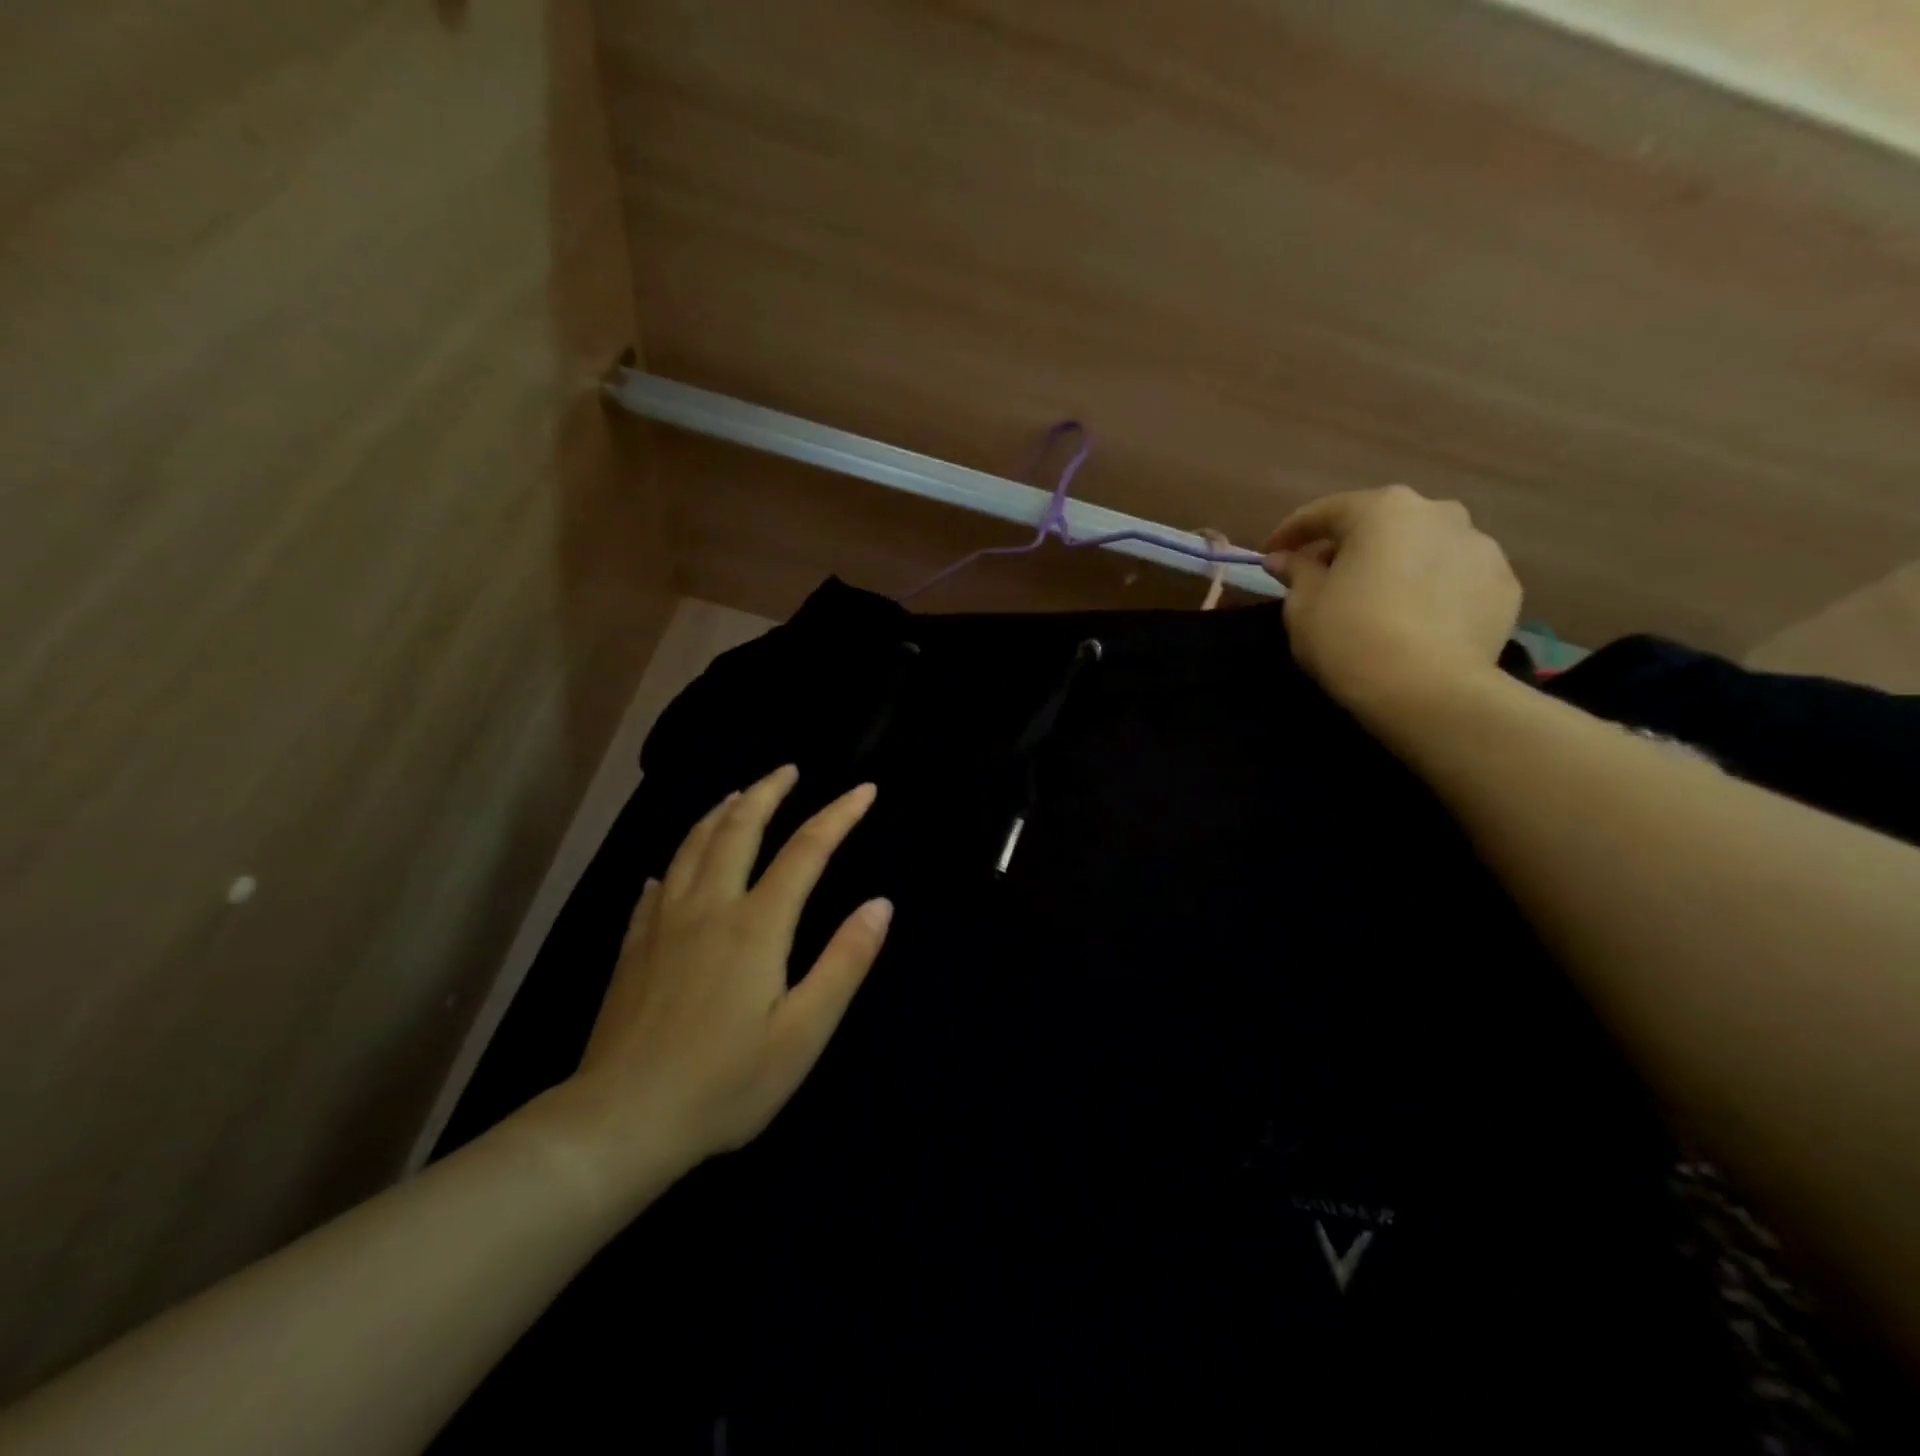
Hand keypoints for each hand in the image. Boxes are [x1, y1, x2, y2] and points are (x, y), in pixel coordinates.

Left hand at [543, 767, 890, 1198]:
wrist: (621, 1121)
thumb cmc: (725, 1082)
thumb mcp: (804, 1033)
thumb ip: (844, 962)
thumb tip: (880, 904)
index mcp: (756, 925)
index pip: (806, 850)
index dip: (839, 815)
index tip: (865, 790)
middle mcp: (709, 907)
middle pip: (738, 828)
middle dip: (767, 792)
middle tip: (787, 769)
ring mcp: (664, 924)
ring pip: (692, 846)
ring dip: (720, 812)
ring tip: (737, 794)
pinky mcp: (633, 947)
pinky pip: (657, 886)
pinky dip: (675, 863)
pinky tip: (671, 867)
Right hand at [1264, 485, 1521, 722]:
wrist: (1428, 690)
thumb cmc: (1350, 637)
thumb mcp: (1303, 606)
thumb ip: (1296, 573)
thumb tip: (1285, 559)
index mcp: (1382, 510)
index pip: (1325, 512)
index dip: (1291, 533)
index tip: (1270, 554)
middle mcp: (1438, 512)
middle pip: (1381, 525)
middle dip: (1350, 547)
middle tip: (1325, 578)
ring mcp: (1481, 547)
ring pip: (1424, 549)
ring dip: (1396, 566)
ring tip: (1377, 601)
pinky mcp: (1505, 585)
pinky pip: (1455, 579)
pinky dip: (1432, 590)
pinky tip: (1415, 620)